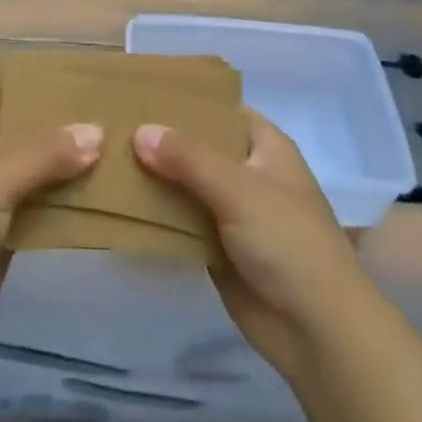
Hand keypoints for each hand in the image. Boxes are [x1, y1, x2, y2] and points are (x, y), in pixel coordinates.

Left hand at [0, 91, 100, 372]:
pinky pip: (35, 217)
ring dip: (60, 172)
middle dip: (48, 132)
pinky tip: (96, 200)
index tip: (56, 87)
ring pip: (28, 180)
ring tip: (108, 152)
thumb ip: (46, 155)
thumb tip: (97, 131)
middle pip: (11, 140)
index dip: (11, 93)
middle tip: (96, 117)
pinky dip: (60, 210)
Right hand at [134, 112, 375, 383]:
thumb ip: (188, 158)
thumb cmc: (288, 242)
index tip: (141, 91)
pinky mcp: (216, 246)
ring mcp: (231, 211)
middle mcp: (247, 172)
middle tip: (110, 123)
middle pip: (198, 147)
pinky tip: (117, 201)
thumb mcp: (239, 189)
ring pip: (185, 184)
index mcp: (265, 146)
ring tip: (105, 156)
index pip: (221, 109)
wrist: (316, 330)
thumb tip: (140, 130)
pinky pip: (180, 221)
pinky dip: (155, 214)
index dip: (186, 100)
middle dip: (160, 139)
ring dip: (153, 177)